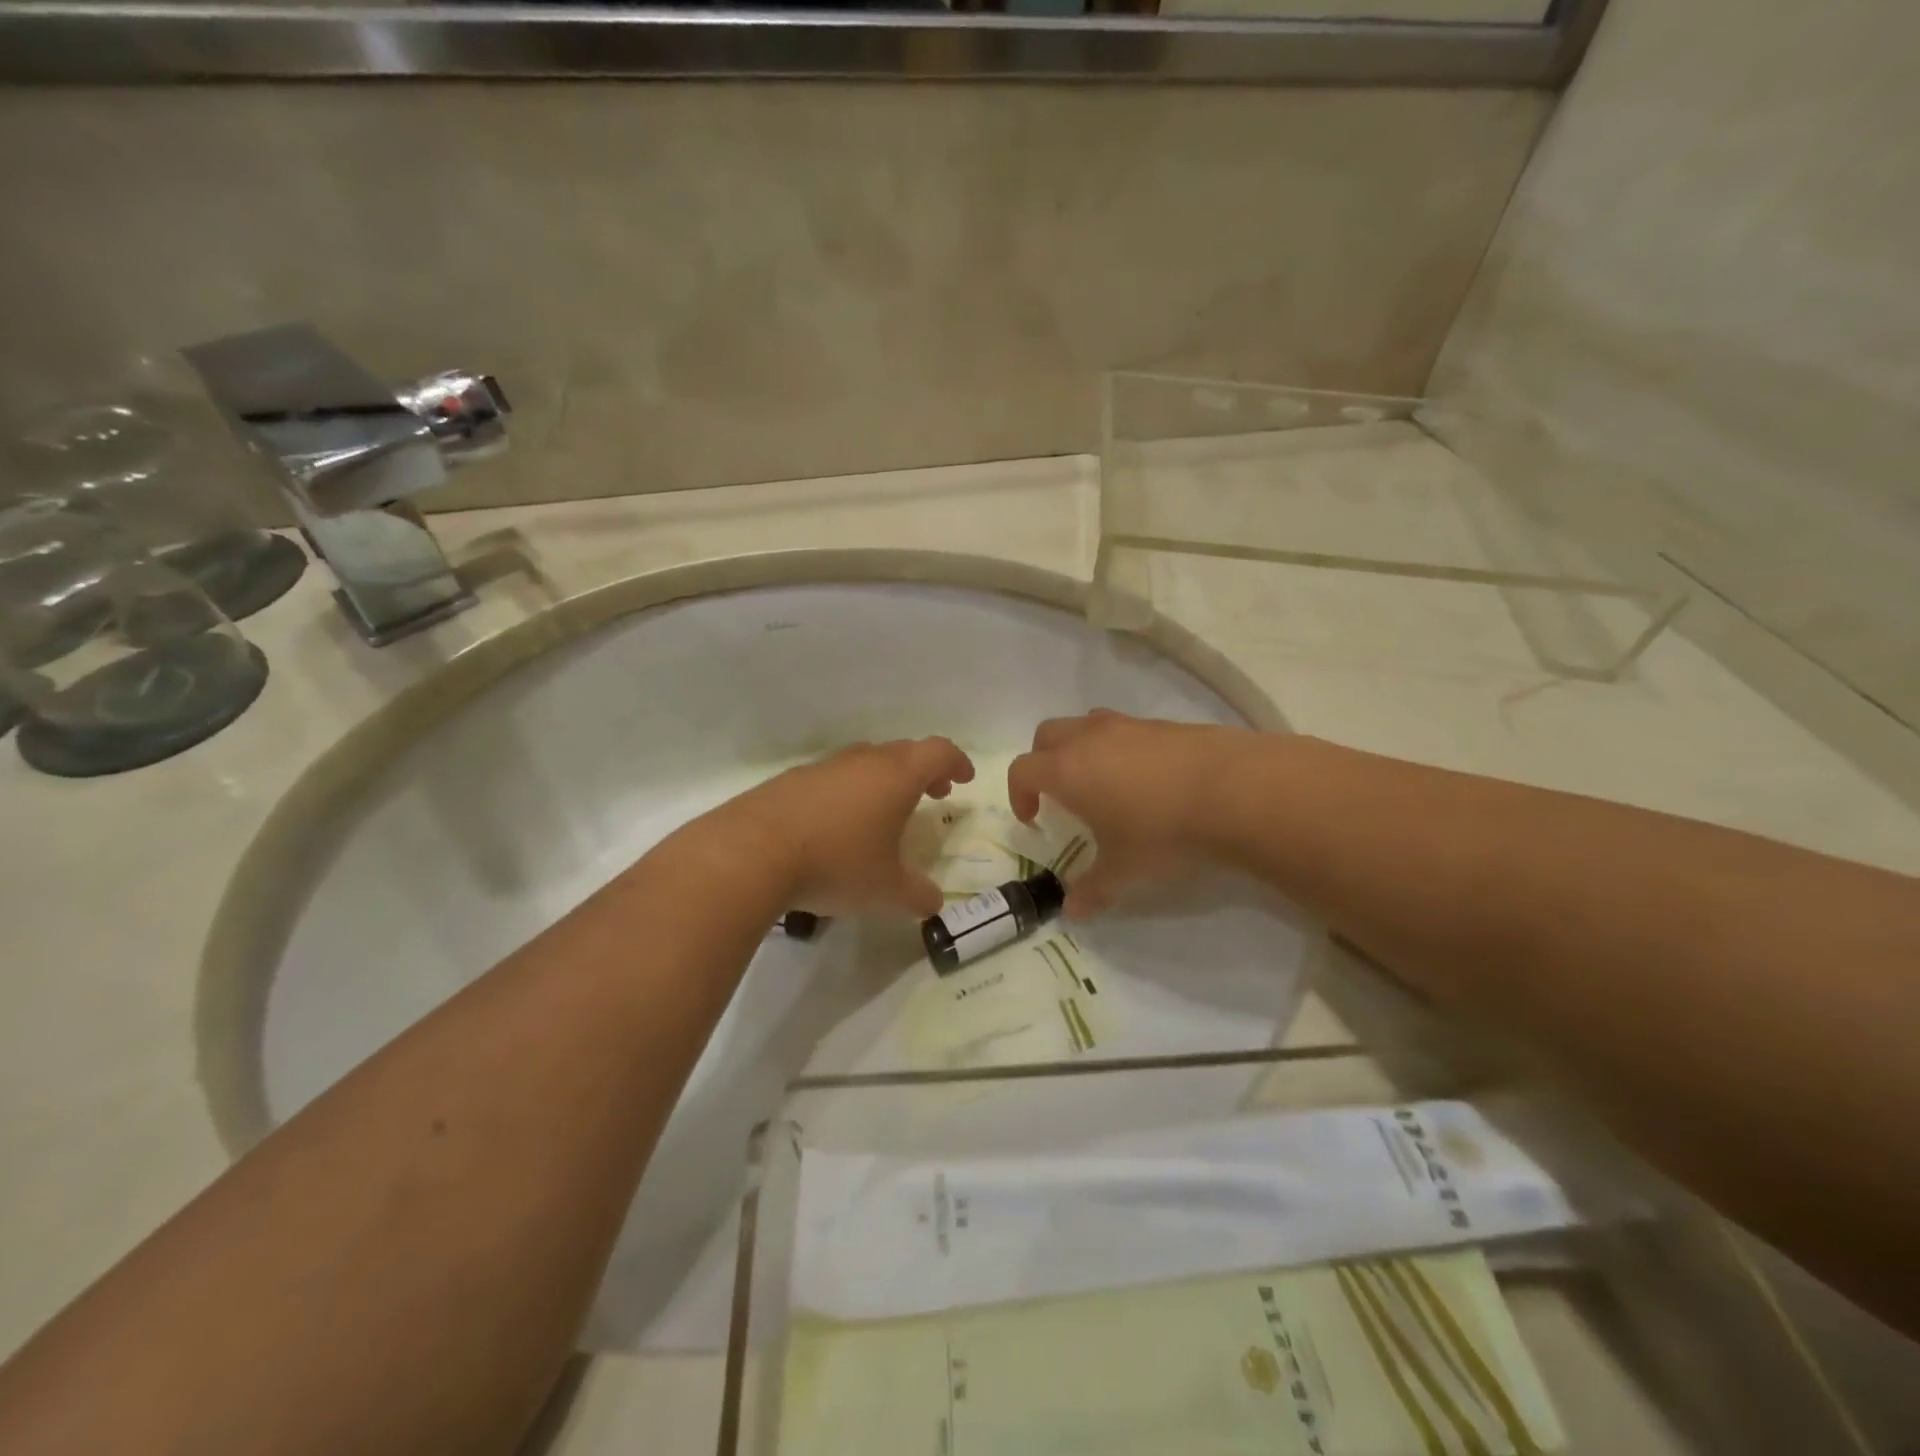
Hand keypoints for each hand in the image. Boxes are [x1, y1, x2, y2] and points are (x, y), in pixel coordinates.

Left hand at [722, 737, 975, 916]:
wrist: (751, 853)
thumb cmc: (836, 863)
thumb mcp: (886, 890)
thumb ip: (917, 895)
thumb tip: (933, 903)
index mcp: (896, 776)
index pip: (938, 751)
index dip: (956, 762)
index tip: (964, 779)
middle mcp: (862, 761)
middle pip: (903, 751)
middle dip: (924, 770)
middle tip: (933, 794)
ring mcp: (823, 767)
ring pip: (865, 762)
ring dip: (885, 780)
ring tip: (886, 812)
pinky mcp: (790, 781)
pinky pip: (833, 777)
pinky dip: (849, 791)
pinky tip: (838, 824)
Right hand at [1007, 710, 1252, 916]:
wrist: (1234, 790)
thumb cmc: (1162, 832)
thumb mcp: (1124, 870)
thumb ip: (1093, 889)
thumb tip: (1073, 911)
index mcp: (1067, 770)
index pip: (1022, 770)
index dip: (1019, 794)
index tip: (1034, 818)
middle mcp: (1090, 739)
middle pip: (1047, 736)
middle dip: (1043, 762)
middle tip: (1059, 795)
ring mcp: (1128, 726)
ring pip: (1086, 725)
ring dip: (1081, 748)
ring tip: (1103, 782)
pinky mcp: (1163, 724)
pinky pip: (1126, 729)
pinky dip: (1120, 747)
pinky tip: (1148, 779)